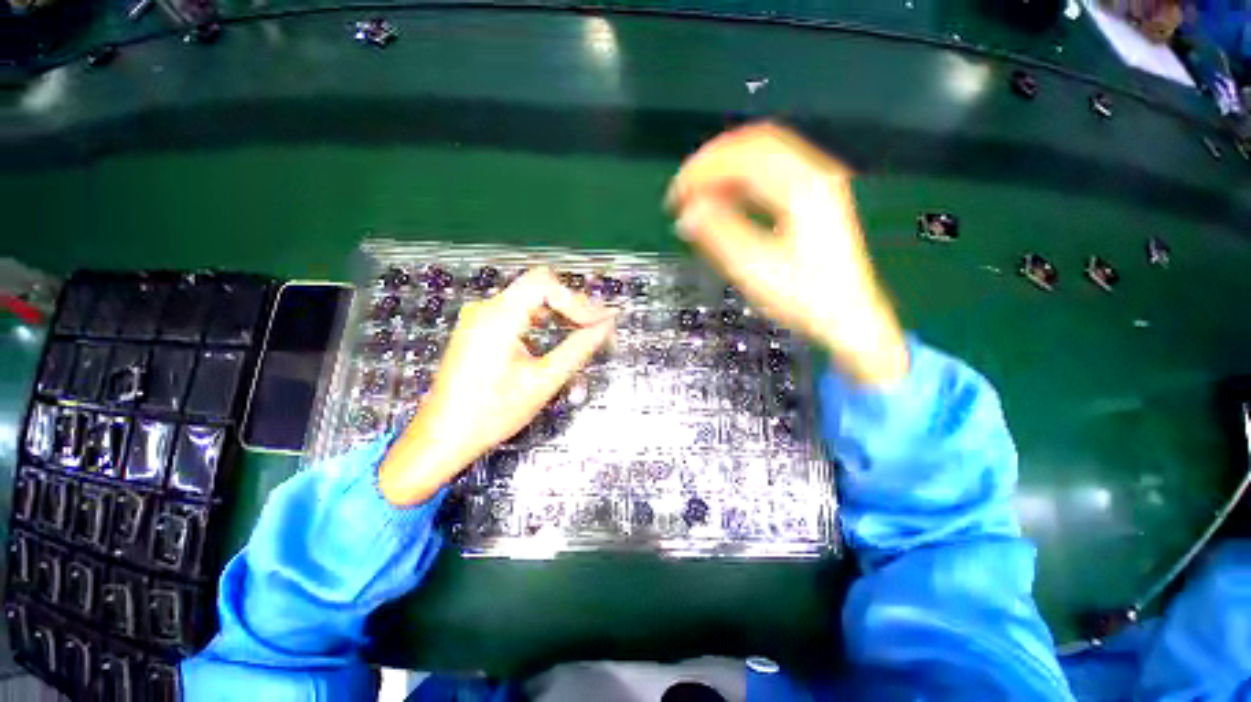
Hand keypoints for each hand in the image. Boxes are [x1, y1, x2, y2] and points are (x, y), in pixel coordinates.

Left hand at [379, 268, 617, 505]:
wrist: (442, 438)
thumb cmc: (492, 414)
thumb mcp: (543, 381)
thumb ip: (578, 349)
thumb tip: (606, 327)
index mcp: (498, 317)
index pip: (544, 283)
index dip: (577, 300)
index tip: (600, 323)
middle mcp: (486, 308)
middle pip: (539, 288)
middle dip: (573, 305)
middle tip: (598, 328)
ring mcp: (480, 318)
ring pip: (530, 299)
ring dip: (560, 312)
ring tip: (585, 331)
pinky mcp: (479, 329)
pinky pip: (518, 312)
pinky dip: (543, 320)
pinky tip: (557, 336)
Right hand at [667, 123, 907, 385]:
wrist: (848, 317)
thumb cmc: (805, 297)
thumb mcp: (756, 270)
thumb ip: (719, 234)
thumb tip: (688, 212)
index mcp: (803, 188)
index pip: (744, 156)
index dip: (703, 170)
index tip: (677, 196)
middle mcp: (814, 175)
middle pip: (755, 144)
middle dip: (713, 163)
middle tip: (684, 191)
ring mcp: (817, 184)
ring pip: (764, 156)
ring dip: (726, 171)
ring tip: (699, 198)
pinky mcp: (814, 199)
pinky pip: (771, 174)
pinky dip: (742, 182)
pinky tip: (725, 202)